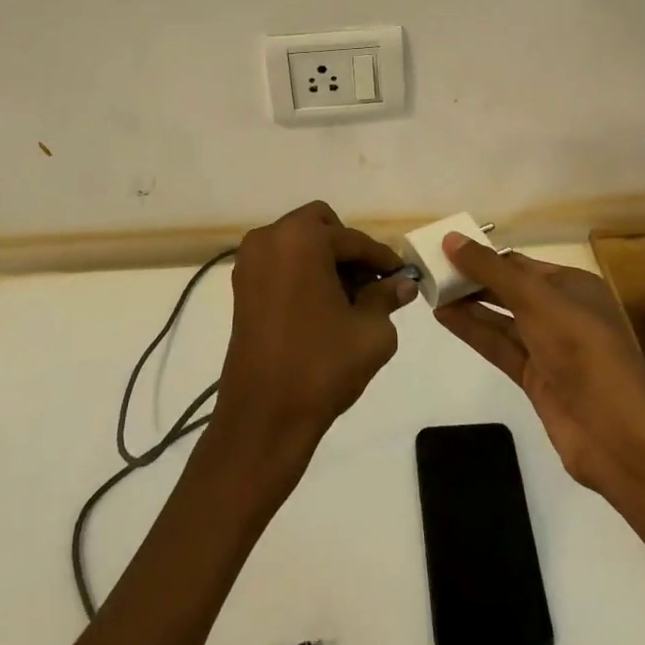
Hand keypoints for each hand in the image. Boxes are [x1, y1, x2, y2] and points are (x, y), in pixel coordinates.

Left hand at [212, 201, 416, 468]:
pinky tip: (323, 307)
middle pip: (320, 226)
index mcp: (301, 239)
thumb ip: (387, 297)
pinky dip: (303, 273)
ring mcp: (250, 262)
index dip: (382, 258)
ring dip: (324, 260)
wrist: (263, 418)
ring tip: (349, 298)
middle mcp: (270, 239)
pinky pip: (281, 263)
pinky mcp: (241, 288)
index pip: (353, 240)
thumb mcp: (370, 331)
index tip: (402, 275)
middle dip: (347, 250)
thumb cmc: (321, 366)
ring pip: (299, 243)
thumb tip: (403, 284)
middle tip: (369, 282)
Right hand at [436, 235, 644, 491]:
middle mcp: (561, 312)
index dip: (484, 256)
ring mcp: (548, 348)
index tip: (445, 249)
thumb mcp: (536, 299)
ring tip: (429, 291)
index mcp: (572, 285)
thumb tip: (450, 239)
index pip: (519, 263)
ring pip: (501, 319)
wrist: (618, 434)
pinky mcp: (536, 379)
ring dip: (468, 305)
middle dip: (473, 279)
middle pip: (509, 289)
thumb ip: (491, 270)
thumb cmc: (582, 350)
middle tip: (430, 270)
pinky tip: (444, 318)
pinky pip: (499, 346)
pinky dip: (473, 331)